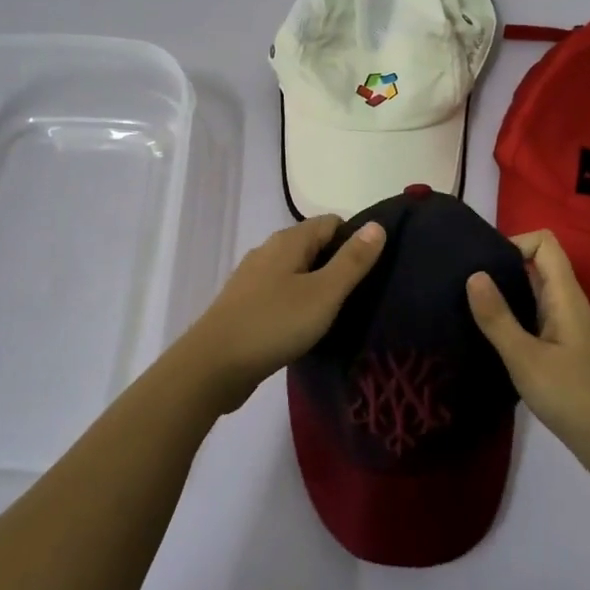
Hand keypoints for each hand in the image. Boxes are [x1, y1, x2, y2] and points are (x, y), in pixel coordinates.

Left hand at [169, 215, 386, 413]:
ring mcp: (253, 279)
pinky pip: (281, 294)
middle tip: (364, 294)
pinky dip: (298, 303)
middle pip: (313, 246)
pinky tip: (307, 327)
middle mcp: (268, 251)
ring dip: (317, 286)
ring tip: (340, 313)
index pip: (331, 223)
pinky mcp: (244, 305)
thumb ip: (352, 261)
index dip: (356, 239)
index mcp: (288, 241)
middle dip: (338, 264)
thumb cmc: (274, 324)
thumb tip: (377, 225)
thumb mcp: (324, 293)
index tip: (375, 269)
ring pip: (296, 272)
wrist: (212, 366)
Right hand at [466, 230, 589, 480]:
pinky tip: (486, 339)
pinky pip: (533, 321)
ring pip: (533, 295)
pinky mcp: (562, 353)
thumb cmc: (575, 398)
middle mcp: (567, 305)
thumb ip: (498, 318)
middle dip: (500, 267)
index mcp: (565, 296)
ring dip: (503, 295)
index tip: (480, 263)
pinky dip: (511, 321)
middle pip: (536, 266)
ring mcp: (566, 330)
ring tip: (465, 307)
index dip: (514, 241)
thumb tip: (473, 274)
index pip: (544, 243)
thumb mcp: (527, 359)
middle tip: (460, 283)